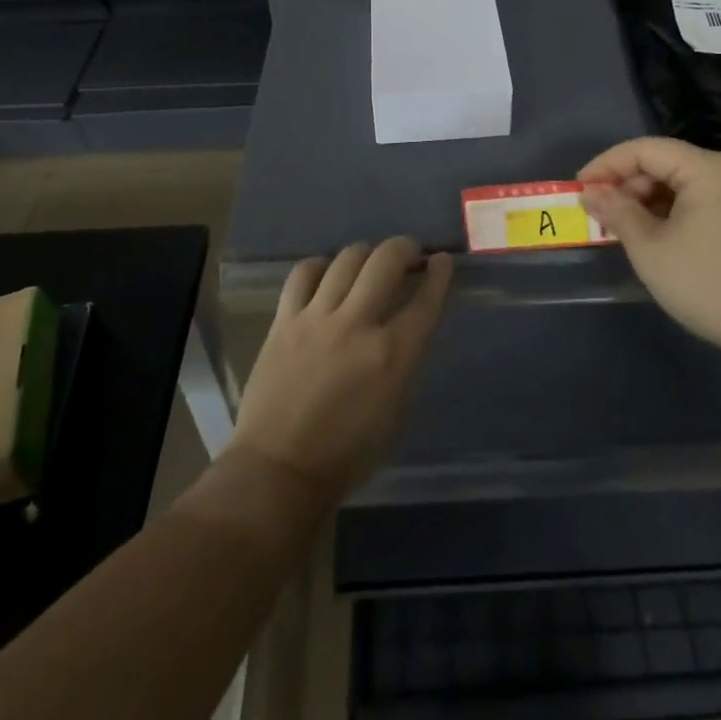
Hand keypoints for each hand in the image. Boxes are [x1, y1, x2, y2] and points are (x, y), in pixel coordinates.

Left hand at [230, 237, 452, 502]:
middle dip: (405, 248)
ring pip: (347, 258)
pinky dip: (320, 266)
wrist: (278, 471)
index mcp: (392, 355)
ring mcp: (317, 318)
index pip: (425, 300)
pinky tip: (326, 274)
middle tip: (409, 253)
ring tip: (369, 262)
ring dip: (366, 254)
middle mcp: (357, 325)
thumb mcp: (395, 411)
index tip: (442, 261)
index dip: (440, 274)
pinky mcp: (284, 321)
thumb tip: (406, 328)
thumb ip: (403, 361)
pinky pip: (303, 274)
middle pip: (387, 260)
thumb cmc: (346, 455)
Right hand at [580, 137, 720, 364]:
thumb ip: (617, 213)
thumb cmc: (711, 284)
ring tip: (620, 230)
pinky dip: (669, 214)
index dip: (606, 165)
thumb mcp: (652, 249)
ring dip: (645, 202)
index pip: (644, 149)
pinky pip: (697, 202)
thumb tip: (590, 192)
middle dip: (626, 186)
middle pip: (663, 164)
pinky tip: (652, 238)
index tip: (578, 189)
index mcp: (706, 168)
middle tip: (597, 215)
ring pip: (679, 185)